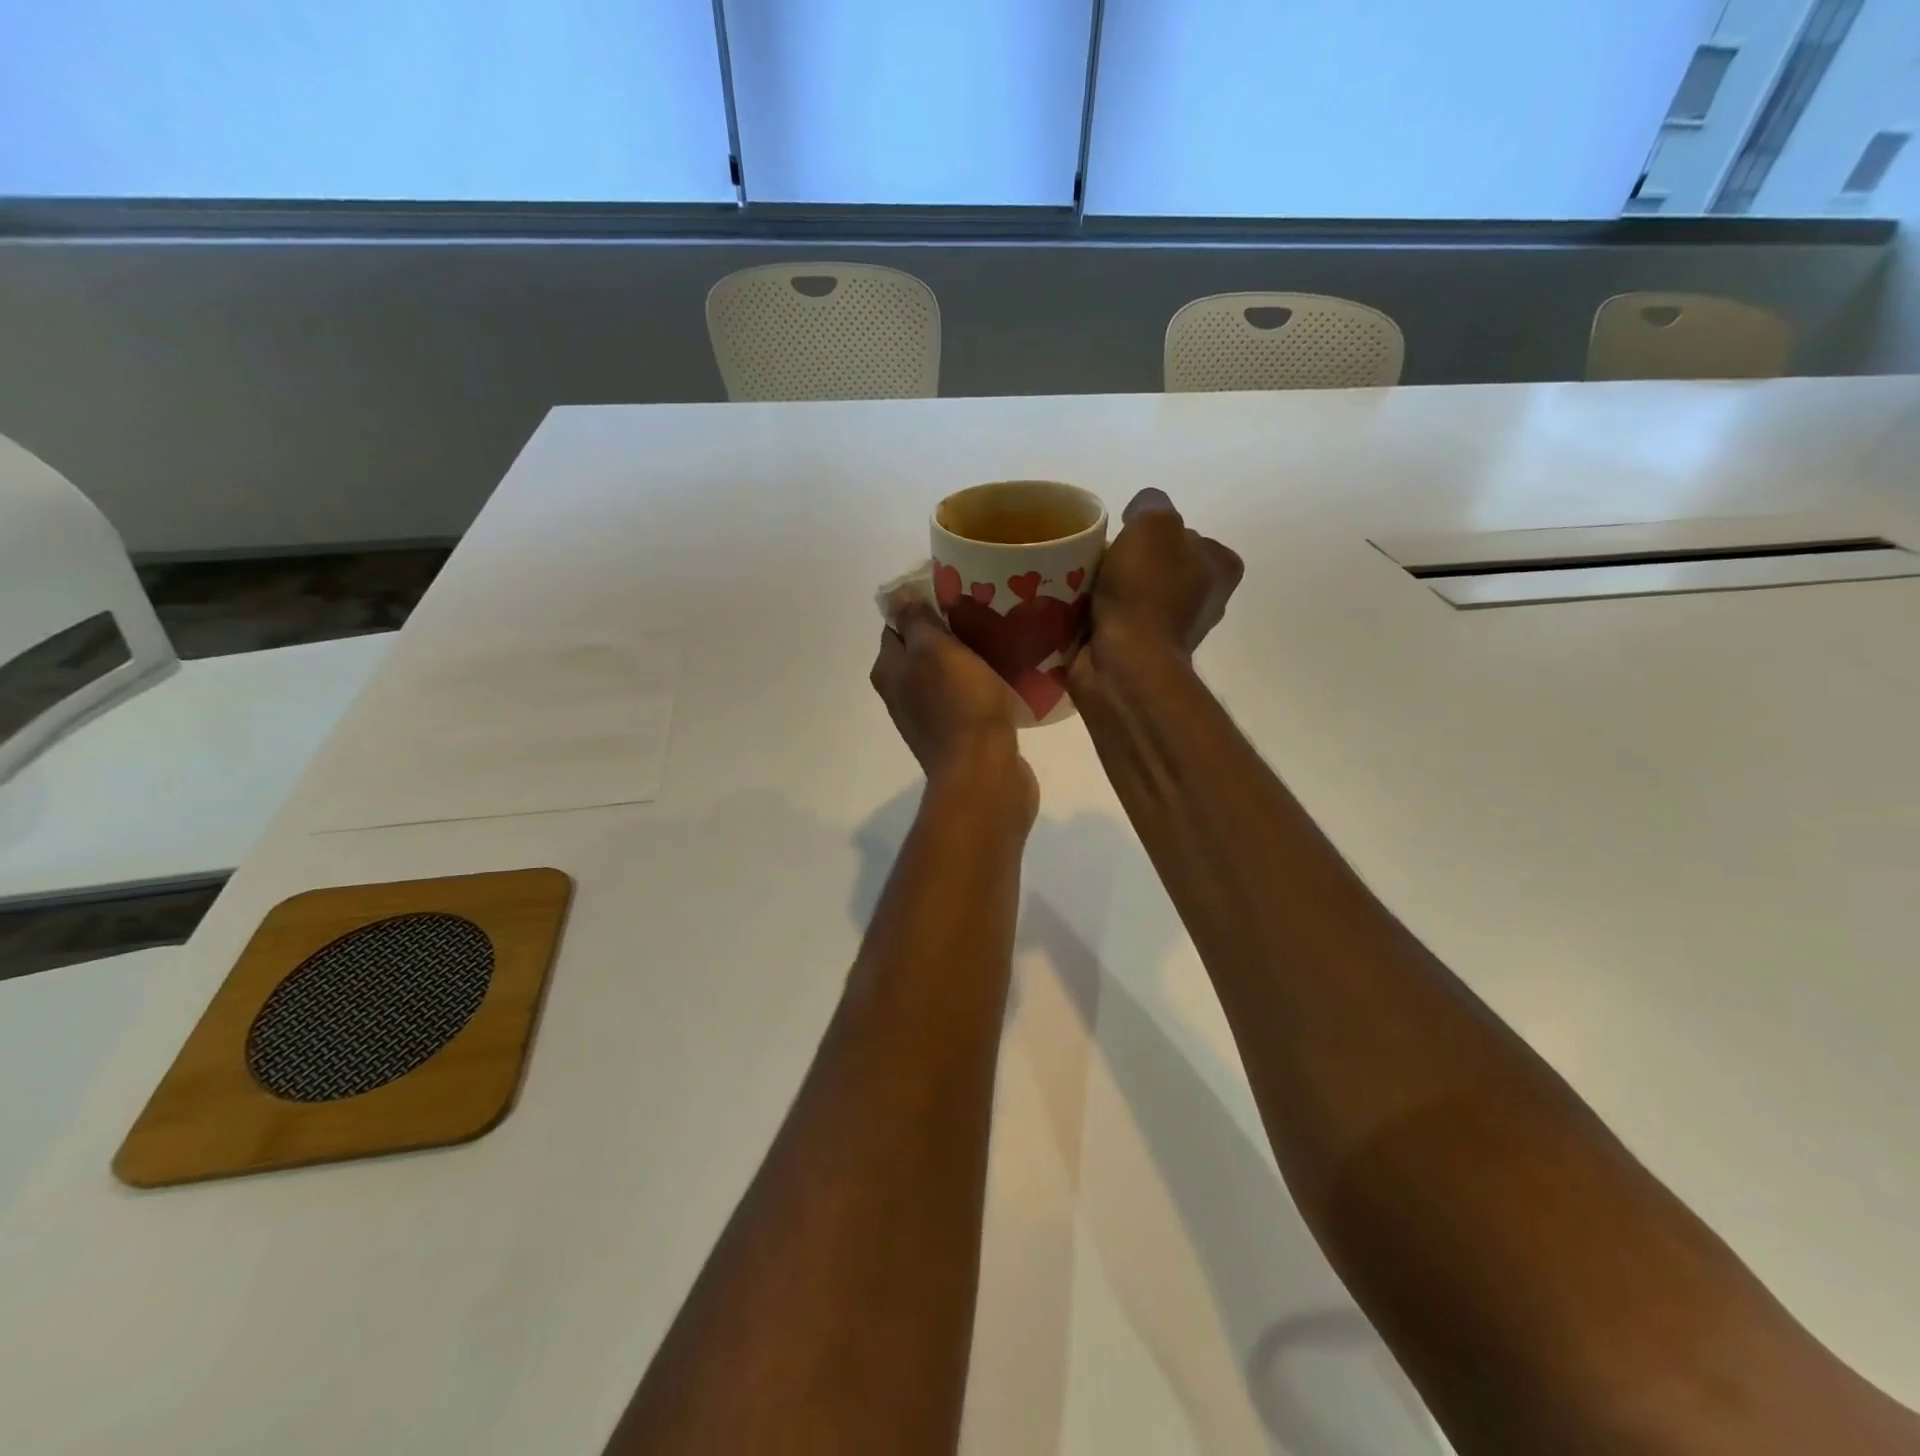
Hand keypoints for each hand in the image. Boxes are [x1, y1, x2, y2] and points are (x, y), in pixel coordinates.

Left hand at [871, 597, 1037, 815]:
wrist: (985, 773)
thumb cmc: (959, 706)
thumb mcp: (935, 651)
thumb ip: (916, 621)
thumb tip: (898, 595)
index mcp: (890, 672)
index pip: (896, 625)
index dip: (921, 603)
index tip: (956, 589)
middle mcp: (903, 695)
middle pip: (922, 650)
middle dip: (949, 630)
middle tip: (984, 611)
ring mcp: (931, 718)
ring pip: (947, 674)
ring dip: (969, 657)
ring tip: (1001, 638)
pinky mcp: (960, 736)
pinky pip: (968, 699)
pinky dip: (982, 685)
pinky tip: (1007, 674)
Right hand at [1083, 488, 1242, 657]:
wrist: (1124, 664)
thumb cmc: (1146, 592)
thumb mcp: (1153, 524)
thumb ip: (1151, 505)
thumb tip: (1139, 515)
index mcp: (1219, 569)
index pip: (1188, 536)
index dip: (1155, 534)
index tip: (1128, 540)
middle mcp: (1203, 601)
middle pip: (1157, 566)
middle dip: (1128, 563)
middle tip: (1097, 560)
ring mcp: (1170, 632)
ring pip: (1133, 595)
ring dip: (1107, 590)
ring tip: (1080, 585)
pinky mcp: (1138, 654)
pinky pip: (1114, 623)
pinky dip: (1095, 617)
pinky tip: (1076, 610)